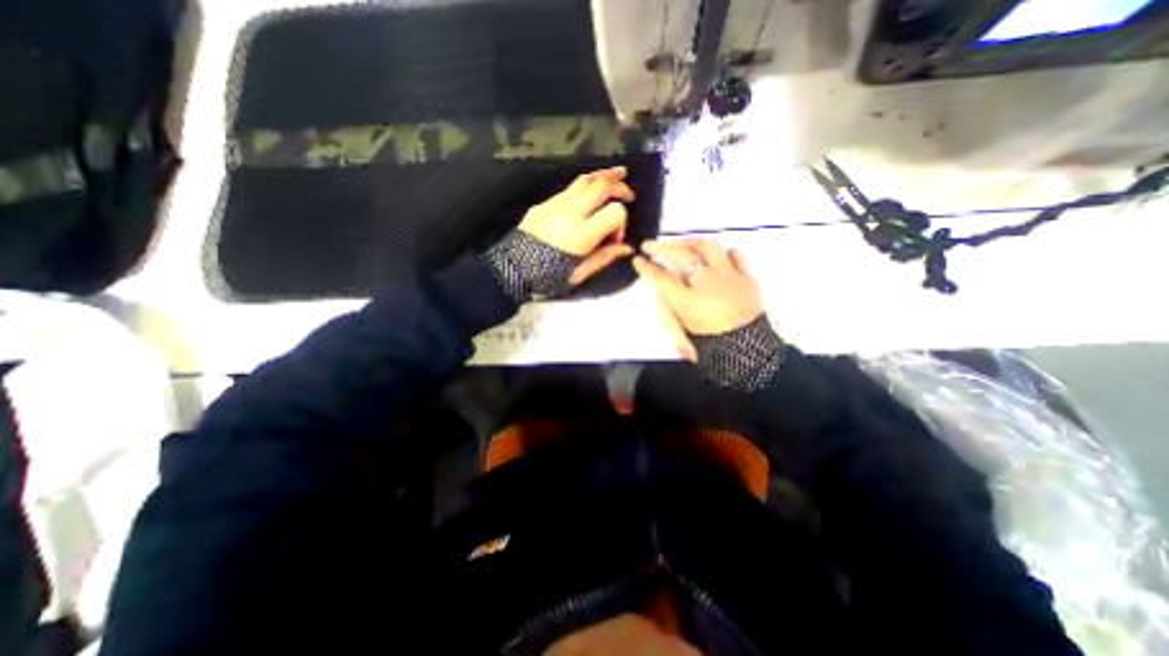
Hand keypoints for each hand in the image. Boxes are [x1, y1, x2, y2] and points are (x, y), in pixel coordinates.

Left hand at [519, 163, 638, 282]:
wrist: (512, 269)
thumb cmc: (547, 277)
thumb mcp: (579, 273)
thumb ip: (604, 257)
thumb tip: (628, 249)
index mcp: (581, 234)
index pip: (614, 212)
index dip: (622, 223)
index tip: (616, 239)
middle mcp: (570, 212)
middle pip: (602, 187)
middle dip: (620, 187)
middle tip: (630, 195)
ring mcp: (555, 204)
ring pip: (585, 179)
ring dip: (605, 175)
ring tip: (619, 172)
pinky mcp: (545, 203)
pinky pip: (569, 187)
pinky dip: (586, 184)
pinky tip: (592, 189)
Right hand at [635, 240, 764, 362]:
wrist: (750, 355)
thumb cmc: (711, 348)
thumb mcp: (681, 338)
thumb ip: (668, 313)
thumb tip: (661, 292)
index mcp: (689, 303)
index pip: (661, 278)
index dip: (646, 267)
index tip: (638, 260)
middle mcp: (708, 284)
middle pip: (681, 255)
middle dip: (661, 247)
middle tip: (649, 245)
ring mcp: (729, 277)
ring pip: (708, 247)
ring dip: (690, 243)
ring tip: (681, 245)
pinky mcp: (747, 278)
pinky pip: (735, 255)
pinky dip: (722, 252)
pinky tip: (714, 256)